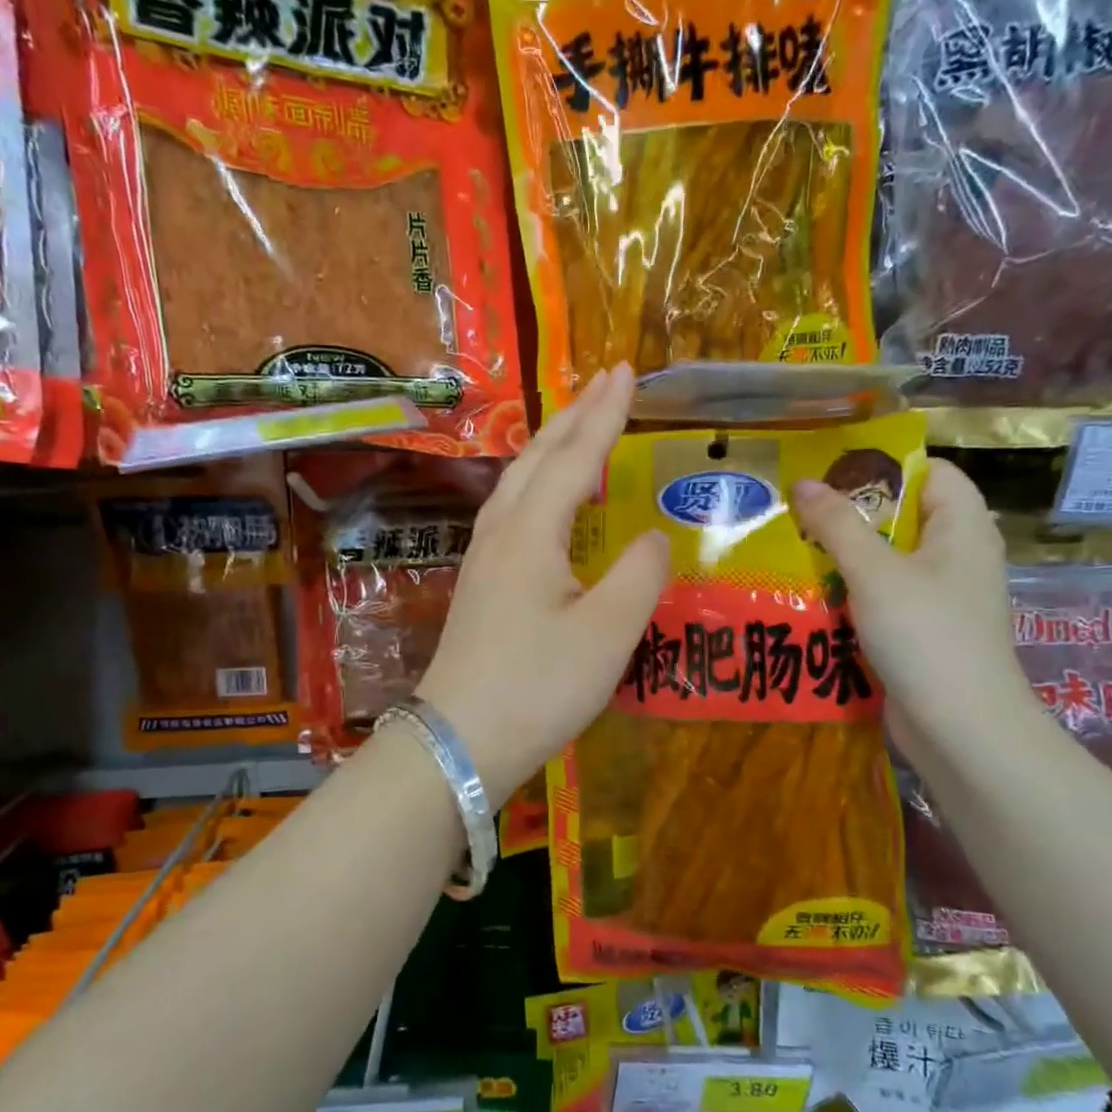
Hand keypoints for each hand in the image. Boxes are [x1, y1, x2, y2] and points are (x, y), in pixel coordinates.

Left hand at [419, 364, 667, 799]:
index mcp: (531, 532)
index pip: (575, 456)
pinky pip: (511, 508)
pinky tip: (546, 498)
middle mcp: (501, 532)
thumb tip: (651, 536)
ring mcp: (483, 557)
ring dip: (552, 445)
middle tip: (608, 381)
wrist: (460, 740)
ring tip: (580, 425)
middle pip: (538, 457)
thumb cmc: (538, 687)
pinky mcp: (480, 583)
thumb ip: (639, 575)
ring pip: (518, 480)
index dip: (604, 414)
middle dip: (575, 415)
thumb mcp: (607, 634)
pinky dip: (538, 482)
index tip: (626, 371)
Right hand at [792, 459, 1036, 762]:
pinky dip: (851, 594)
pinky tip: (812, 597)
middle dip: (850, 514)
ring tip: (793, 550)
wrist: (960, 727)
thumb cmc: (925, 634)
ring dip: (844, 557)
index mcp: (962, 527)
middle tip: (797, 511)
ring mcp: (941, 597)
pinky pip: (884, 597)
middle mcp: (957, 555)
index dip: (882, 466)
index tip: (827, 471)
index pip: (929, 472)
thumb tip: (802, 482)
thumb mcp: (874, 571)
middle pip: (902, 516)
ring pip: (888, 560)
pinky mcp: (923, 631)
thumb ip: (837, 524)